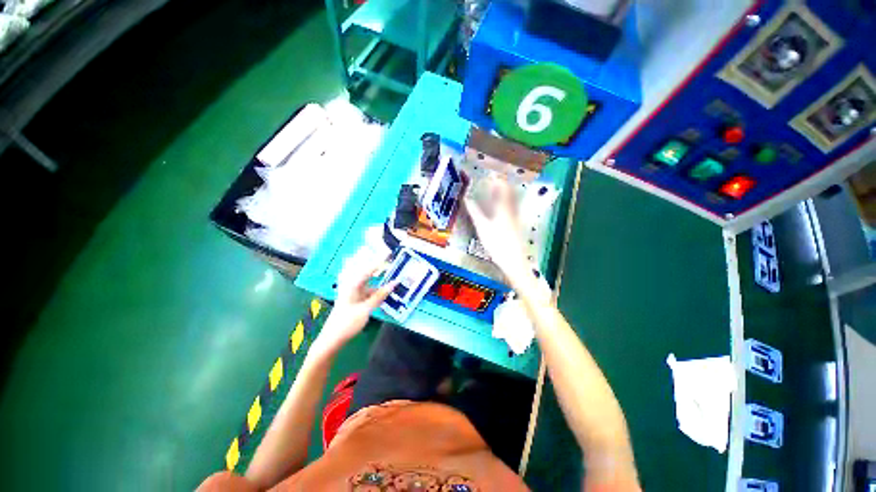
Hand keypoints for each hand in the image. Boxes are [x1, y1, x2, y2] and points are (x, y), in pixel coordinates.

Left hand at [312, 257, 394, 357]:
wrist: (332, 339)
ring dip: (376, 278)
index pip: (368, 269)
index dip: (379, 261)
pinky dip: (375, 288)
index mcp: (352, 285)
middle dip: (375, 265)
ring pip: (367, 281)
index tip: (389, 254)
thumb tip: (394, 284)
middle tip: (387, 258)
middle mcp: (351, 286)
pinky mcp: (354, 299)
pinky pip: (367, 289)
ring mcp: (352, 293)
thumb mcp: (366, 309)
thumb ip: (380, 296)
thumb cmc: (347, 323)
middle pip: (365, 271)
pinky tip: (383, 290)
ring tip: (388, 273)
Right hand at [464, 176, 529, 280]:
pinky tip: (500, 210)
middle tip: (493, 182)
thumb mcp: (482, 227)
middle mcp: (513, 210)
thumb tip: (466, 199)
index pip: (504, 187)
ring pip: (512, 201)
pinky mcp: (517, 225)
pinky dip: (506, 204)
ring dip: (505, 194)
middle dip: (502, 185)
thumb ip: (474, 212)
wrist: (513, 260)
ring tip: (495, 193)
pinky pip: (512, 209)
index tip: (491, 174)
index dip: (498, 179)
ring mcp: (517, 218)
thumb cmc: (497, 243)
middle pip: (510, 192)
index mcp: (504, 208)